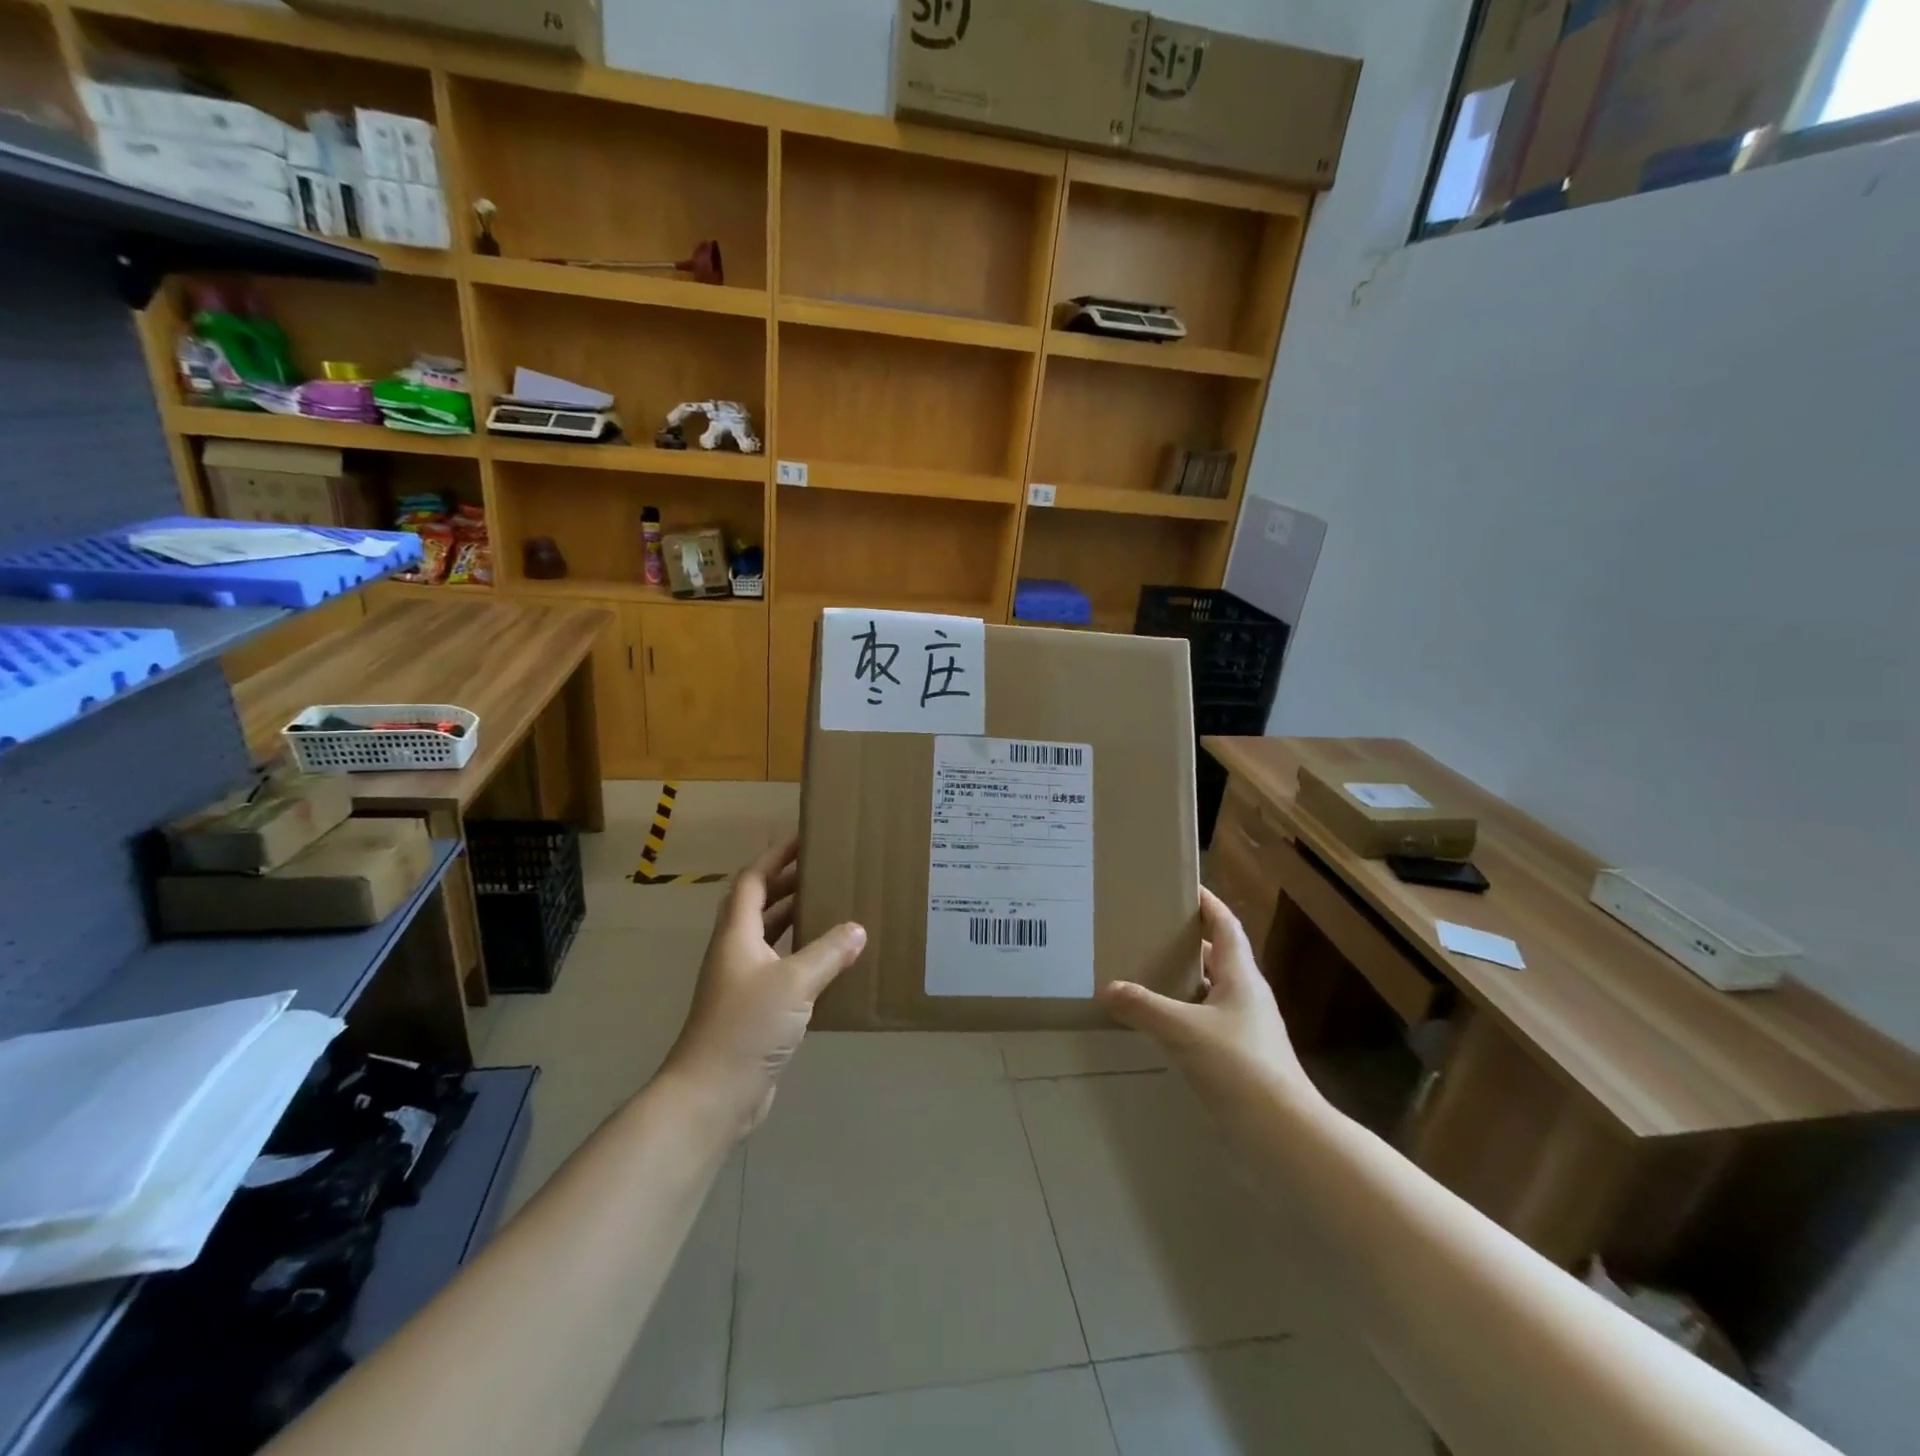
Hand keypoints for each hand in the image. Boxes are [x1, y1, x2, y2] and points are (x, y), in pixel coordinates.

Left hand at [662, 837, 865, 1137]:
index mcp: (737, 935)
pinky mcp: (754, 1011)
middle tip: (825, 869)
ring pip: (771, 938)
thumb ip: (828, 953)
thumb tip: (857, 929)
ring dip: (796, 919)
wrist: (712, 1095)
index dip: (775, 857)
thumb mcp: (794, 983)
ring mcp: (743, 983)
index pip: (753, 881)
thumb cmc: (746, 1026)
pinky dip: (803, 957)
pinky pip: (782, 969)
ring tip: (832, 906)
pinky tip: (831, 963)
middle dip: (789, 883)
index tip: (803, 839)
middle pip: (760, 905)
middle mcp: (737, 952)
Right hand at [1100, 888, 1317, 1114]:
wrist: (1284, 1138)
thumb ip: (1144, 1007)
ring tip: (1143, 974)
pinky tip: (1156, 1026)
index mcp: (1242, 977)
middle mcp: (1246, 998)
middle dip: (1187, 943)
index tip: (1183, 886)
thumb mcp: (1184, 1030)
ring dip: (1183, 982)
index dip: (1208, 904)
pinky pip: (1205, 1025)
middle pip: (1218, 958)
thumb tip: (1108, 988)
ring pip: (1210, 994)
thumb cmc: (1239, 1067)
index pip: (1226, 926)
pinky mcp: (1239, 1061)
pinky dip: (1182, 1018)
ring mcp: (1245, 1032)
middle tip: (1148, 931)